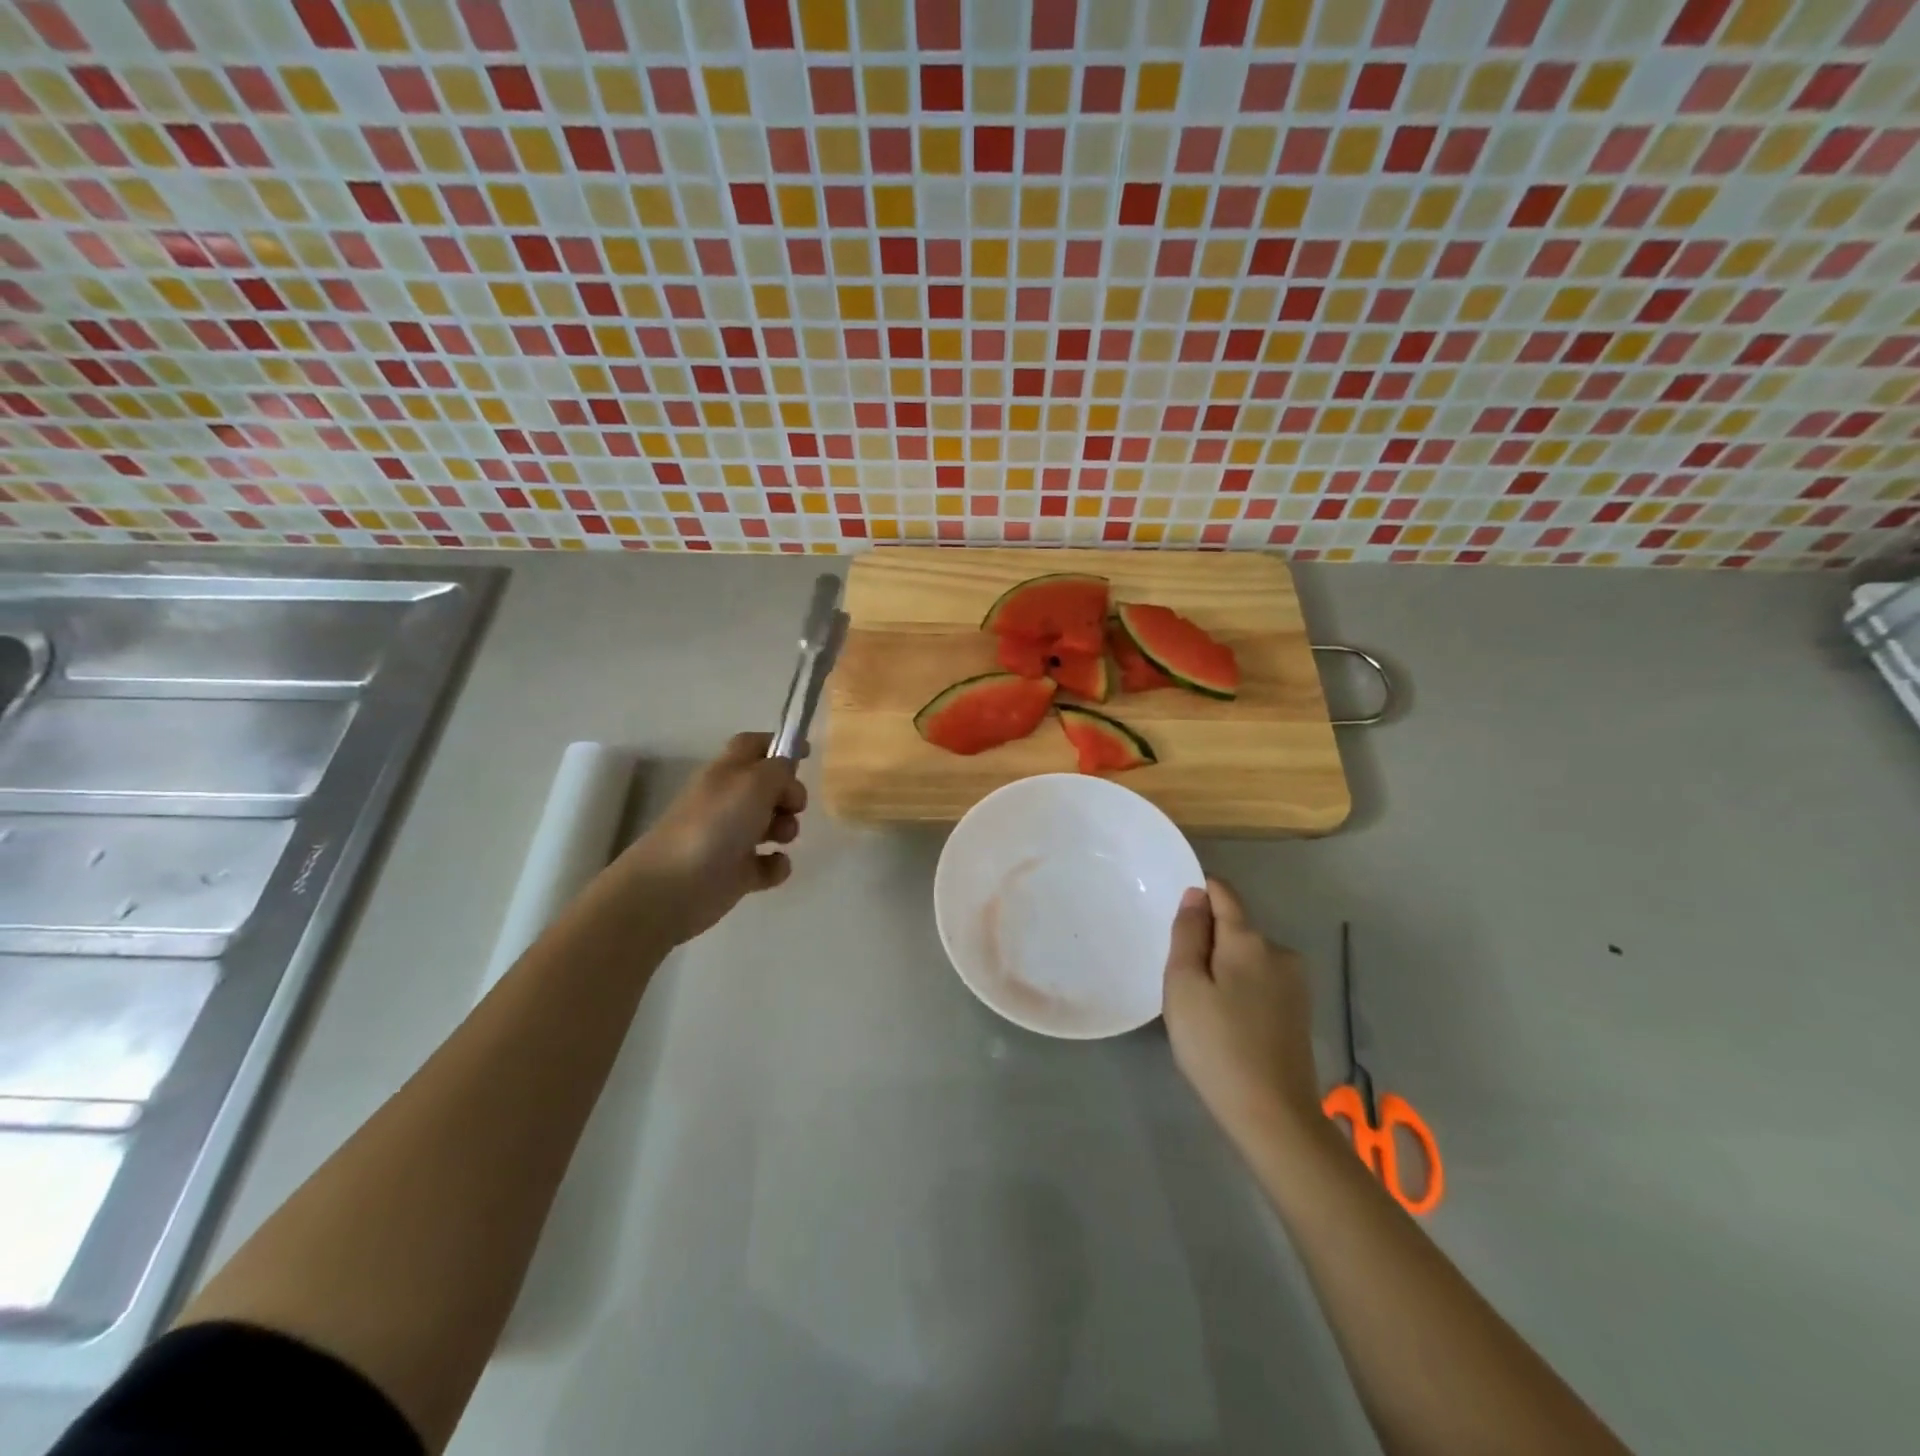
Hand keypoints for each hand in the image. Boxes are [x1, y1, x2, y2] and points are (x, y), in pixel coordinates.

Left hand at [613, 732, 806, 943]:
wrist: (674, 887)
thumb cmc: (715, 825)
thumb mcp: (754, 783)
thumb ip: (778, 769)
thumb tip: (786, 769)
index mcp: (727, 773)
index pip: (752, 745)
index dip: (777, 743)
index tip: (806, 753)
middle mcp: (728, 801)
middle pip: (768, 787)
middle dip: (790, 794)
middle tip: (793, 806)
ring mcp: (731, 838)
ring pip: (771, 824)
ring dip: (787, 828)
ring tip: (781, 838)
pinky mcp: (736, 873)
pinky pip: (768, 864)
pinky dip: (777, 865)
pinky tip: (773, 866)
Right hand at [1163, 879, 1322, 1152]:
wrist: (1273, 1115)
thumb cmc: (1216, 1044)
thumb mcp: (1184, 986)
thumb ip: (1188, 934)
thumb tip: (1196, 895)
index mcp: (1249, 940)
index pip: (1223, 894)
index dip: (1199, 892)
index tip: (1176, 914)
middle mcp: (1278, 952)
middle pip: (1235, 929)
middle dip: (1208, 941)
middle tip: (1181, 981)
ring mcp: (1294, 984)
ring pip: (1247, 958)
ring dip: (1224, 969)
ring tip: (1202, 1008)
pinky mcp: (1299, 1012)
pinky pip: (1261, 982)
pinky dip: (1240, 990)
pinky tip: (1227, 1024)